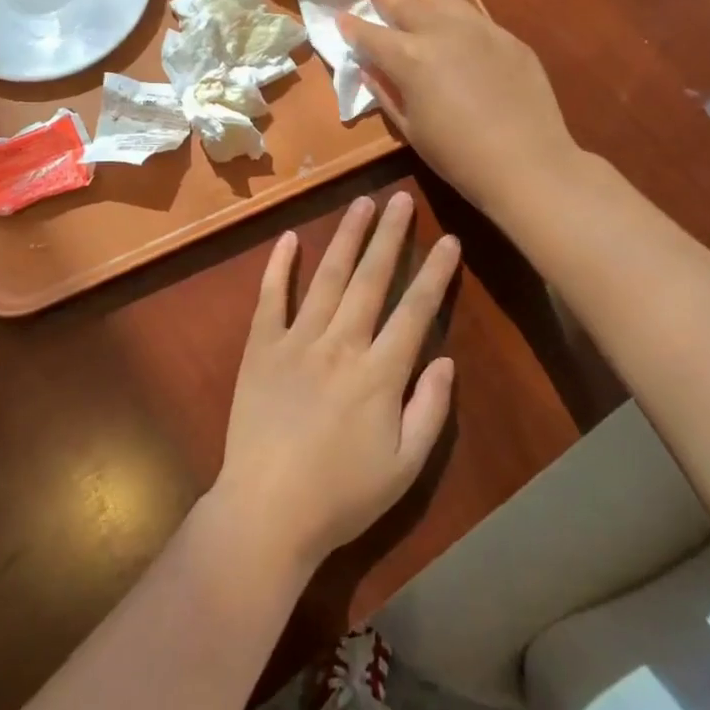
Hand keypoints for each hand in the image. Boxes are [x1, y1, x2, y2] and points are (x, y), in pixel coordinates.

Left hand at [213, 192, 458, 572]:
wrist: (266, 511)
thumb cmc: (342, 496)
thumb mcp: (405, 467)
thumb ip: (430, 410)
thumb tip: (445, 358)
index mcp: (379, 373)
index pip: (415, 310)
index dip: (435, 273)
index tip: (449, 239)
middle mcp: (341, 344)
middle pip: (371, 279)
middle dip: (389, 235)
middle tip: (399, 198)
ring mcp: (296, 341)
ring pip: (328, 277)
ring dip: (345, 237)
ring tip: (360, 203)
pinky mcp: (261, 347)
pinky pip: (271, 298)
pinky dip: (279, 266)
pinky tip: (290, 238)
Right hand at [338, 0, 574, 218]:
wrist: (527, 162)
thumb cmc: (458, 156)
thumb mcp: (411, 129)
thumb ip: (386, 92)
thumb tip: (368, 69)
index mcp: (409, 58)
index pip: (371, 36)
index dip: (353, 27)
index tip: (341, 18)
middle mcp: (440, 32)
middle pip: (405, 6)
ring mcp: (478, 30)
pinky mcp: (507, 37)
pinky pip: (472, 14)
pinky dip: (452, 6)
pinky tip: (449, 9)